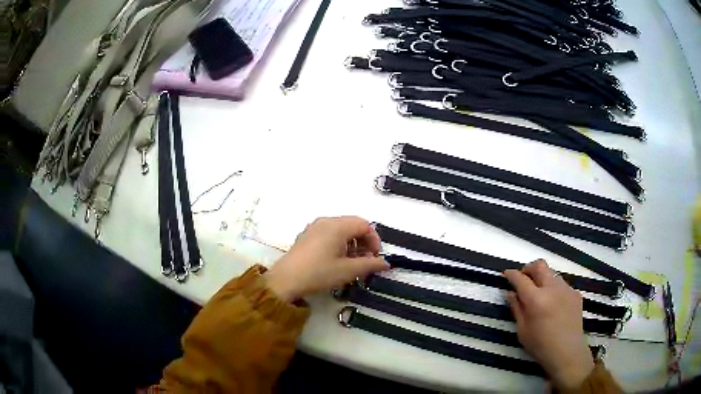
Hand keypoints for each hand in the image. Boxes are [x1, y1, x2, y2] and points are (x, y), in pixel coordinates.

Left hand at [264, 217, 389, 301]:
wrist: (286, 280)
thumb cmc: (319, 273)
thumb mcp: (348, 270)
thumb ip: (370, 265)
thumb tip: (386, 263)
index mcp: (337, 226)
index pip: (365, 225)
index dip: (375, 240)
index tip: (376, 258)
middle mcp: (326, 221)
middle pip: (353, 225)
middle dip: (364, 242)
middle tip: (367, 261)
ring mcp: (314, 227)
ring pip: (341, 230)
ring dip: (352, 244)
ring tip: (352, 263)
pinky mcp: (307, 236)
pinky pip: (329, 234)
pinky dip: (339, 243)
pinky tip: (337, 260)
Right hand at [504, 260, 593, 390]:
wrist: (567, 352)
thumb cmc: (540, 345)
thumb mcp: (522, 330)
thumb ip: (516, 308)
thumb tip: (510, 293)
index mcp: (536, 299)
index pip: (521, 279)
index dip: (512, 275)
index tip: (506, 274)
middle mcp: (552, 288)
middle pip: (539, 266)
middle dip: (528, 268)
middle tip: (523, 279)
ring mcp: (566, 289)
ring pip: (552, 274)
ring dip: (542, 279)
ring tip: (539, 294)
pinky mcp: (575, 294)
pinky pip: (562, 285)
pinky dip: (554, 289)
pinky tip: (553, 304)